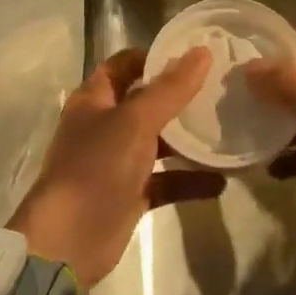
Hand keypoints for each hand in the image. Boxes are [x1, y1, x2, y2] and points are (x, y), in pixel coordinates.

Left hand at [9, 46, 208, 287]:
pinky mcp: (130, 195)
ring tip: (228, 130)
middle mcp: (105, 125)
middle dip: (180, 96)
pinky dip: (189, 180)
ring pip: (158, 142)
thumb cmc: (96, 168)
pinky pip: (165, 180)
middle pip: (146, 101)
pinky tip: (221, 181)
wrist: (67, 242)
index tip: (196, 55)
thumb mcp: (135, 122)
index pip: (126, 64)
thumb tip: (203, 52)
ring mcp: (117, 161)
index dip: (156, 56)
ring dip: (188, 139)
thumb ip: (171, 89)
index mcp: (95, 99)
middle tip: (221, 88)